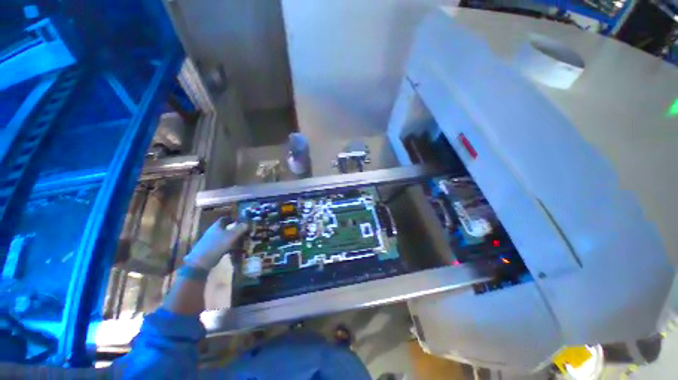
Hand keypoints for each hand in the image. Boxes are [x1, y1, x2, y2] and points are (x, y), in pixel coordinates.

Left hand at [183, 218, 247, 269]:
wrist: (201, 262)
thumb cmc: (217, 245)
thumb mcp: (231, 235)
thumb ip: (240, 228)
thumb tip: (247, 223)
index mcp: (216, 226)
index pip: (225, 219)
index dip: (232, 218)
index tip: (241, 220)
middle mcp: (213, 232)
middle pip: (225, 228)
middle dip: (235, 229)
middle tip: (245, 231)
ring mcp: (211, 242)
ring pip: (225, 237)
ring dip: (234, 239)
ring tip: (243, 241)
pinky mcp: (212, 250)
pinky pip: (223, 246)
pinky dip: (230, 247)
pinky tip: (236, 251)